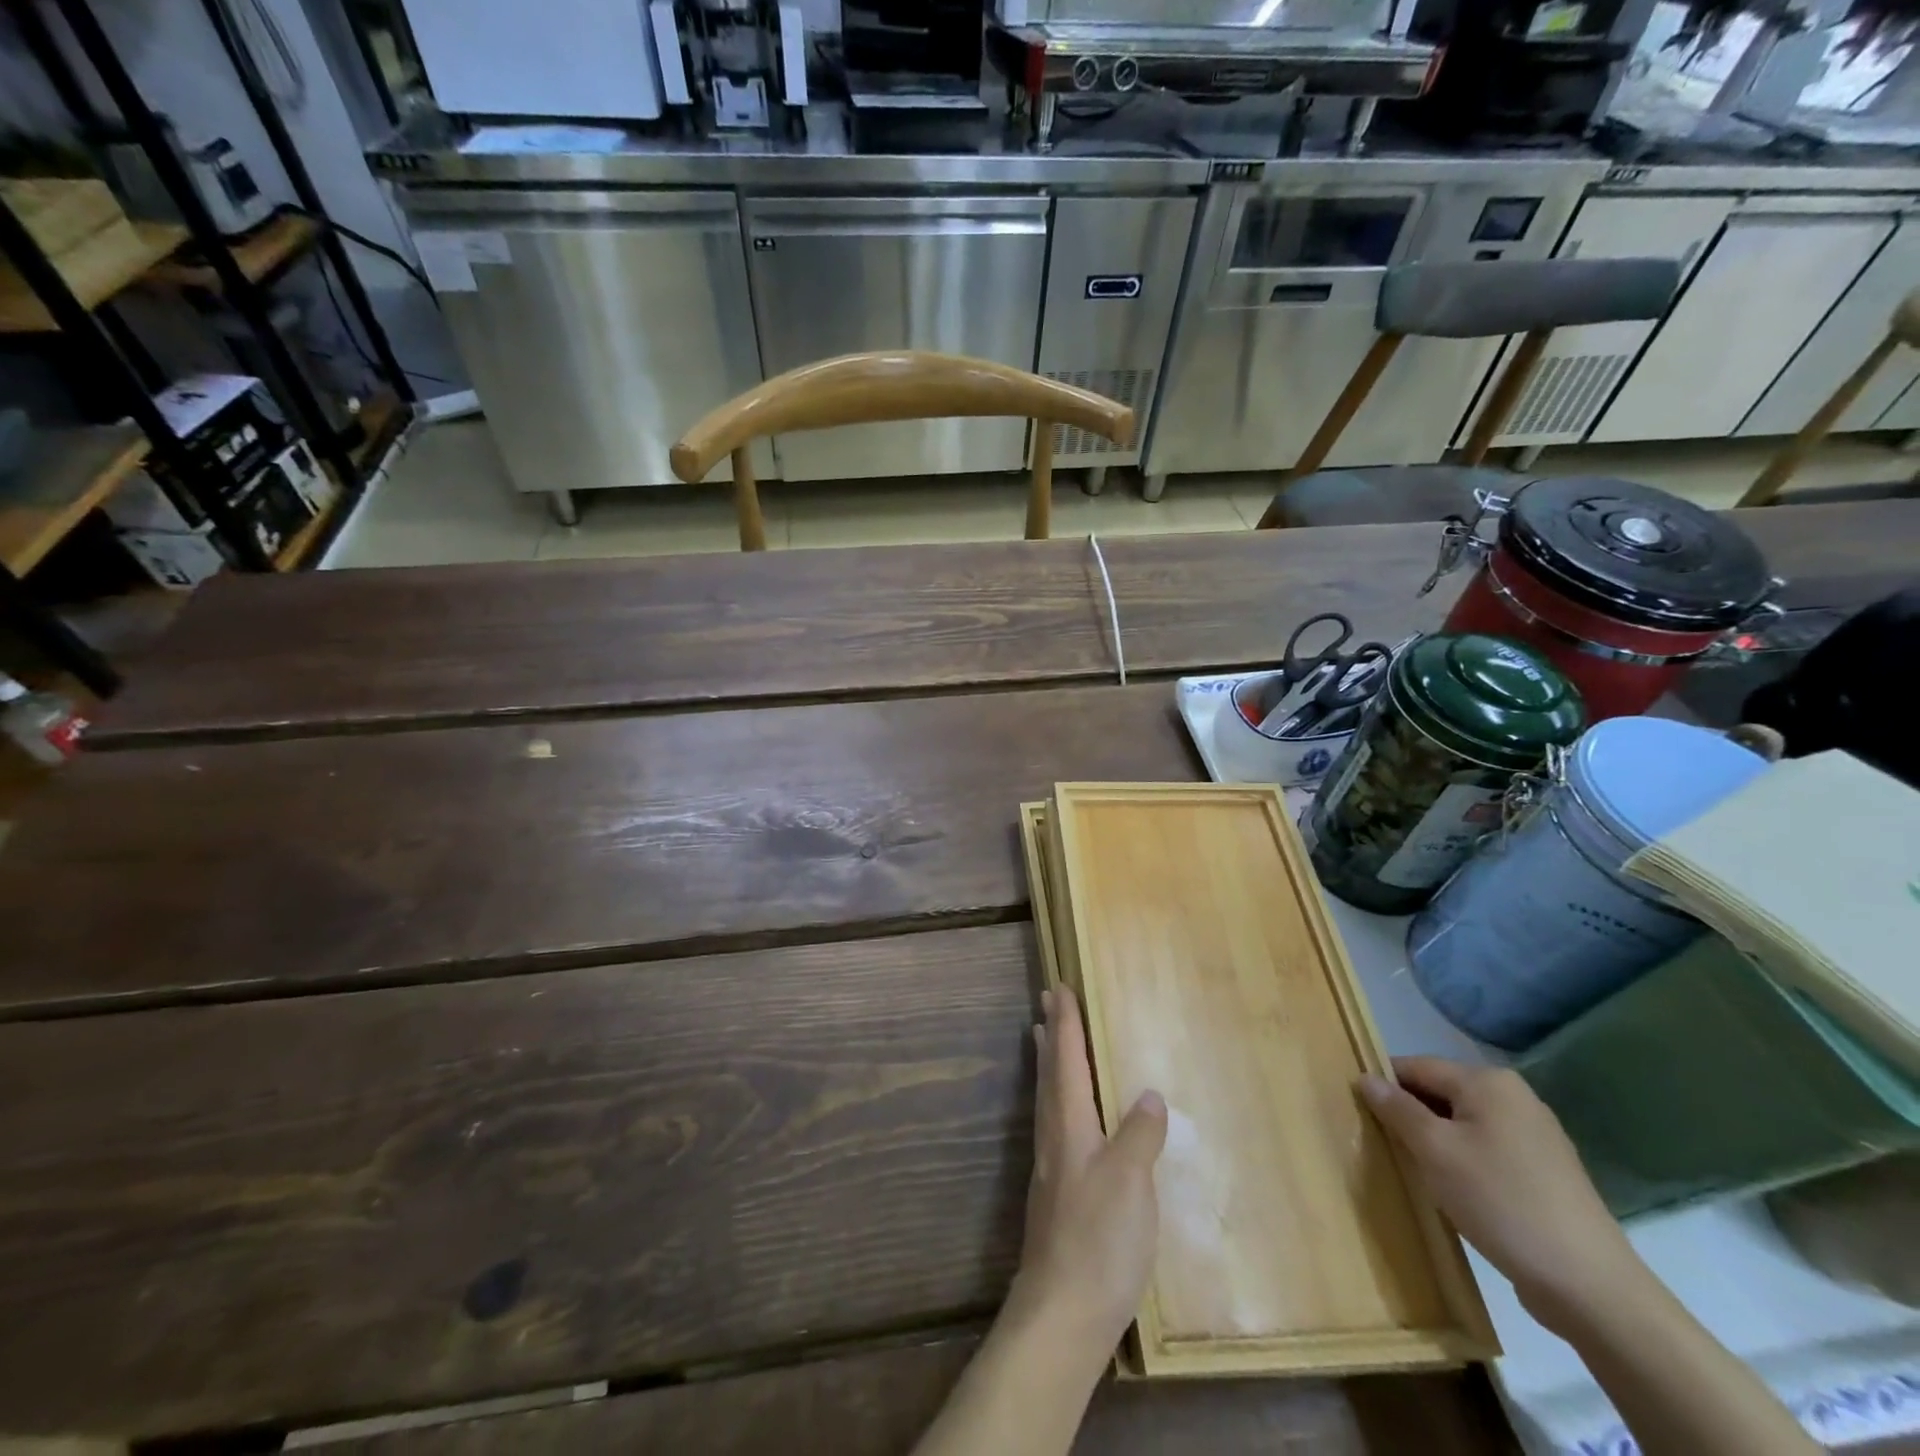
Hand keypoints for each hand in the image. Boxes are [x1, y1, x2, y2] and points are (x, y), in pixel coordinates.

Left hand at [1012, 987, 1167, 1355]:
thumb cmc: (1099, 1238)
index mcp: (1070, 1124)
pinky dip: (1057, 1099)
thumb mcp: (1131, 1181)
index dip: (1065, 1023)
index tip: (1058, 988)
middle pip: (1050, 1073)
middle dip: (1050, 1035)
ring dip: (1048, 1063)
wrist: (1063, 1311)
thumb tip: (1147, 1094)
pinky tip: (1070, 1116)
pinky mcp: (1056, 1194)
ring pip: (1048, 1098)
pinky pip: (1055, 1124)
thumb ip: (1139, 1133)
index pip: (1066, 1060)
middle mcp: (1055, 1137)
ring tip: (1044, 1040)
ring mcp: (1052, 1167)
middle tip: (1045, 1001)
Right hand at [1360, 1057, 1649, 1334]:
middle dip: (1412, 1116)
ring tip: (1419, 1171)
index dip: (1385, 1086)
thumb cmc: (1501, 1202)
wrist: (1589, 1286)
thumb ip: (1397, 1109)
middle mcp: (1515, 1097)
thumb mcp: (1435, 1151)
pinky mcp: (1547, 1171)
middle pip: (1441, 1093)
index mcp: (1488, 1082)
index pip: (1416, 1067)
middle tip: (1388, 1147)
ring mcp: (1537, 1135)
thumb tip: (1366, 1078)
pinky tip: (1457, 1192)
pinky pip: (1488, 1149)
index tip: (1361, 1114)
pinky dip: (1465, 1161)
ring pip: (1464, 1123)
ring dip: (1437, 1141)